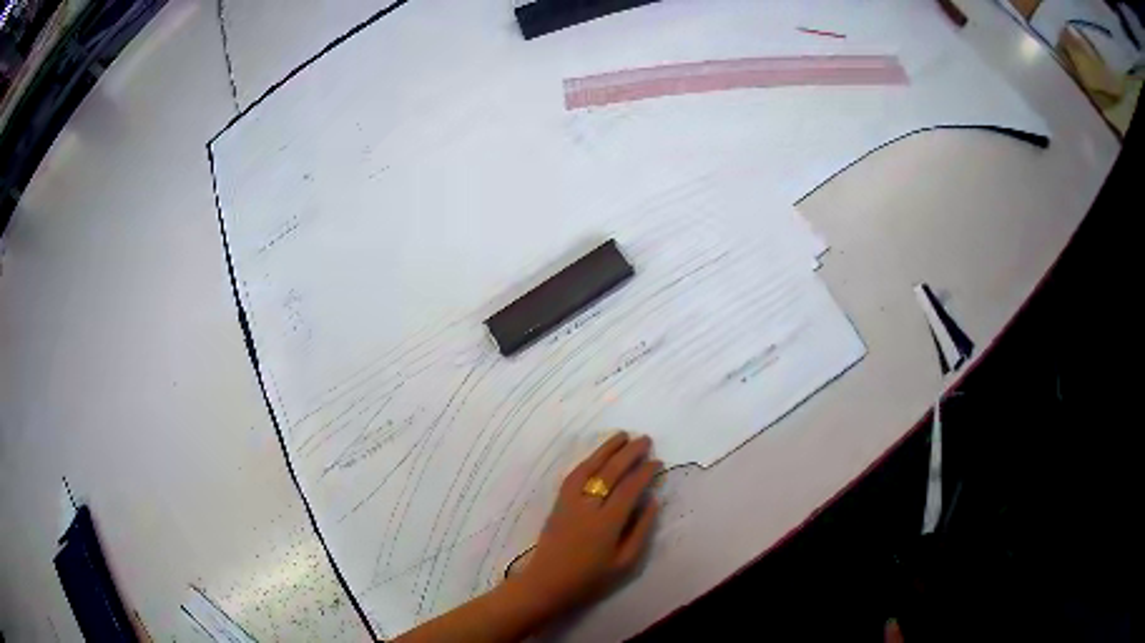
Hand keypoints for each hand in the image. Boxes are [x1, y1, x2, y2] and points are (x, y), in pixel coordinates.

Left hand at [511, 433, 661, 620]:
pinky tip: (597, 456)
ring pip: (589, 468)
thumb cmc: (590, 579)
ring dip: (606, 449)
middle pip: (610, 473)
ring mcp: (569, 503)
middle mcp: (587, 507)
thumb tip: (653, 501)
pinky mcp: (557, 504)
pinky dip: (587, 461)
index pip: (628, 489)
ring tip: (622, 436)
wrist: (547, 584)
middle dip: (629, 454)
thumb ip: (641, 530)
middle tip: (645, 440)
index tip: (657, 462)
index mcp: (606, 524)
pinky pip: (573, 476)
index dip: (644, 473)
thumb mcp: (625, 563)